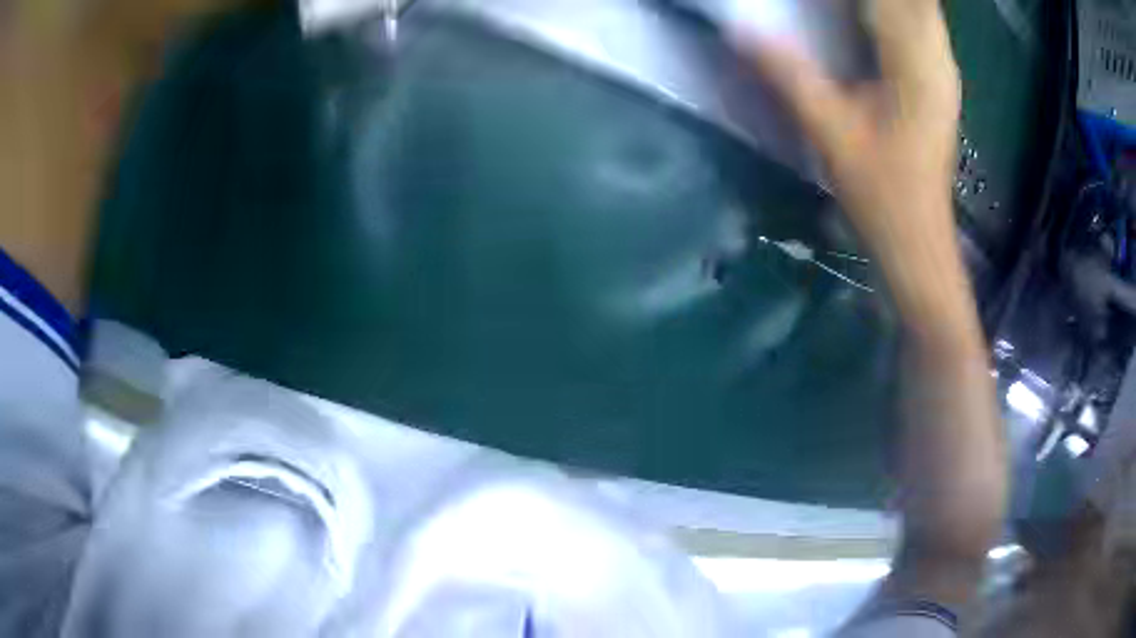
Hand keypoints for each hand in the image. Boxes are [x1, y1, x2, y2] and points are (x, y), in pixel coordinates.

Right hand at [733, 0, 967, 324]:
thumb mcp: (829, 132)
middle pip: (917, 0)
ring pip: (925, 12)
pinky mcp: (941, 86)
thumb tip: (738, 29)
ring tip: (852, 10)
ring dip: (892, 2)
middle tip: (836, 5)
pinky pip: (925, 30)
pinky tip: (875, 18)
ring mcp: (944, 74)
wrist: (918, 243)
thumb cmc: (880, 195)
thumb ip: (788, 74)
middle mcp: (937, 61)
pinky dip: (900, 14)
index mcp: (913, 64)